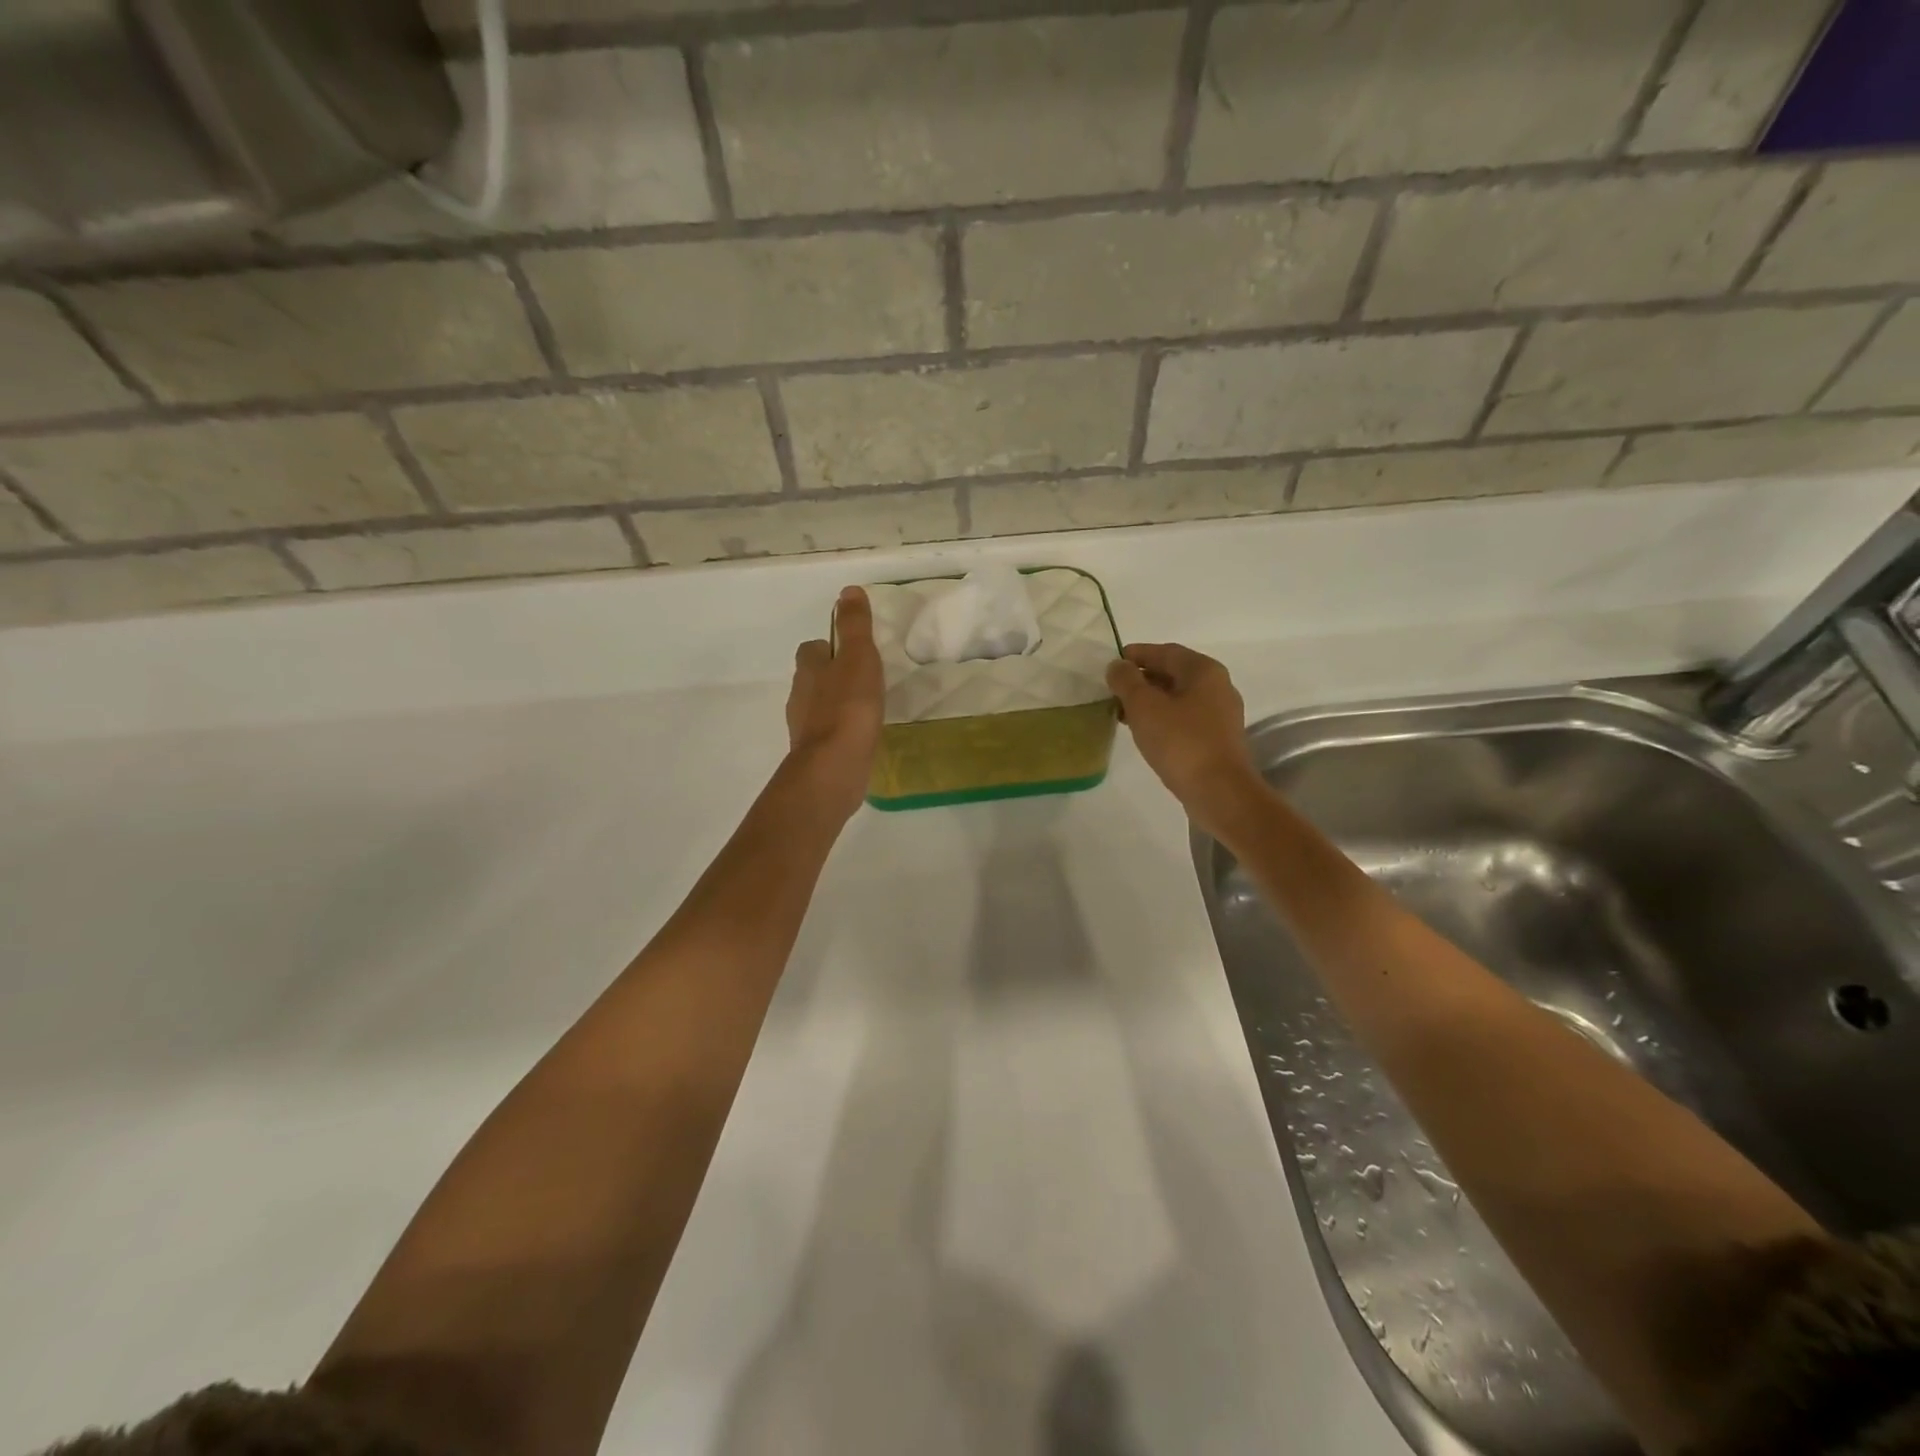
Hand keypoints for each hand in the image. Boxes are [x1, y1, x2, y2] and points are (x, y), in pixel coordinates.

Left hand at [787, 586, 884, 819]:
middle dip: (832, 677)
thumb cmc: (848, 708)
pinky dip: (840, 733)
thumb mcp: (858, 658)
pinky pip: (827, 736)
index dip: (830, 647)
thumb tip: (848, 591)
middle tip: (863, 681)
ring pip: (819, 708)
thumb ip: (854, 626)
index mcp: (808, 670)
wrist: (833, 769)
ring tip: (865, 710)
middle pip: (813, 679)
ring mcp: (804, 728)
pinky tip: (860, 738)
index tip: (851, 652)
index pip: (812, 649)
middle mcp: (800, 697)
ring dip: (836, 706)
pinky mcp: (814, 755)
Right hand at [1107, 643, 1265, 834]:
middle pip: (1173, 673)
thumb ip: (1126, 681)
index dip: (1136, 654)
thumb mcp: (1144, 706)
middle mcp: (1217, 686)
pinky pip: (1184, 718)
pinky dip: (1162, 718)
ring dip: (1149, 701)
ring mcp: (1220, 714)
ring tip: (1122, 713)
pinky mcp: (1217, 739)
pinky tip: (1144, 732)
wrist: (1219, 792)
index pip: (1165, 651)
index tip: (1111, 664)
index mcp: (1203, 670)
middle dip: (1141, 679)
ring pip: (1178, 697)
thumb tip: (1117, 666)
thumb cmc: (1180, 742)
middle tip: (1112, 690)